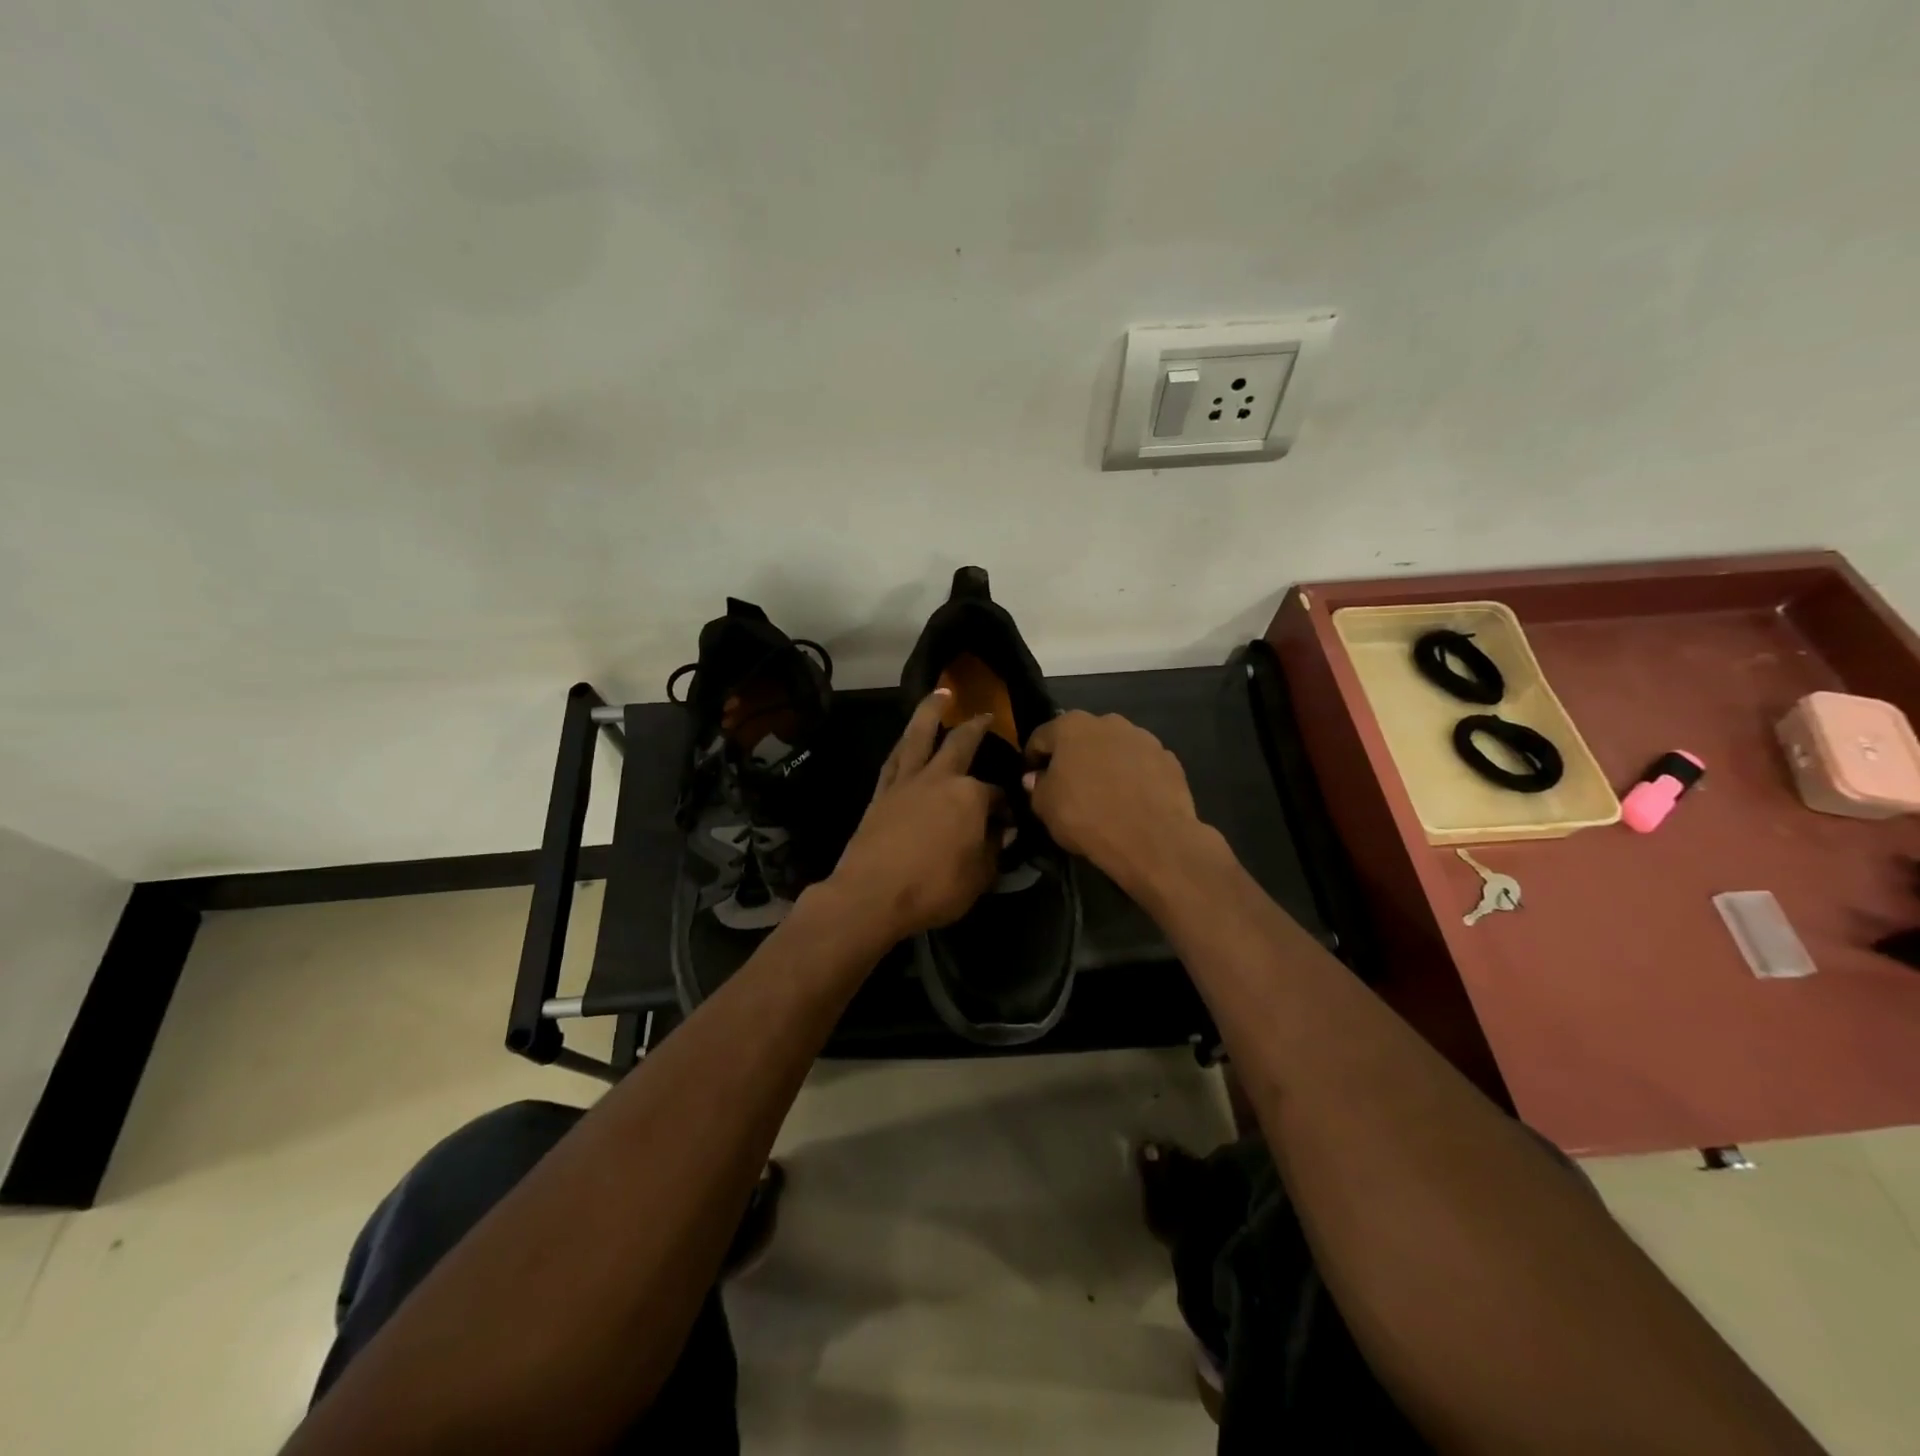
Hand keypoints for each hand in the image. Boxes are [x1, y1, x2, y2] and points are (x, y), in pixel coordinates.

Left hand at [827, 690, 1002, 942]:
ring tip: (940, 693)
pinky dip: (903, 744)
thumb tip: (1004, 831)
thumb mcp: (979, 877)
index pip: (996, 794)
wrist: (871, 895)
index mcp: (969, 796)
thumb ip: (995, 850)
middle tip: (985, 714)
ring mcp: (906, 782)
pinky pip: (894, 759)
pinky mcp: (881, 793)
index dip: (1006, 806)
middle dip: (976, 727)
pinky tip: (906, 740)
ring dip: (930, 711)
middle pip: (960, 743)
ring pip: (919, 736)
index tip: (1009, 821)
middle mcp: (939, 778)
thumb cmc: (933, 889)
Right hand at [1023, 710, 1207, 899]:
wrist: (1152, 839)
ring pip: (1114, 749)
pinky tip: (1132, 802)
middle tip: (1069, 786)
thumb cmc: (1086, 817)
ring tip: (1104, 795)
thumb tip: (1037, 777)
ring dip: (1106, 765)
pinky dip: (1133, 777)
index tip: (1032, 779)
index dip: (1033, 759)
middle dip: (1073, 757)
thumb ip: (1036, 787)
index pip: (1041, 737)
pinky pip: (1141, 766)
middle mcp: (1108, 721)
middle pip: (1081, 738)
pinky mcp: (1169, 759)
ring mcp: (1143, 738)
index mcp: (1071, 726)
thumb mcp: (1045, 807)